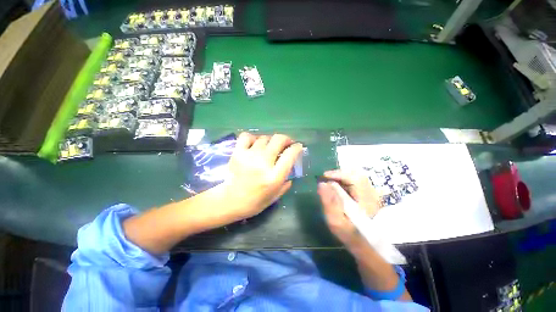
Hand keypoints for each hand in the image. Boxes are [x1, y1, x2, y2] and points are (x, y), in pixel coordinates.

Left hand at [221, 132, 302, 220]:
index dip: (297, 147)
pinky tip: (255, 143)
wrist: (229, 201)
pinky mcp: (238, 153)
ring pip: (264, 137)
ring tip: (270, 146)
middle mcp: (263, 163)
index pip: (290, 155)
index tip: (298, 146)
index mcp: (274, 176)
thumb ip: (286, 184)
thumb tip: (291, 172)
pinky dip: (253, 137)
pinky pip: (246, 137)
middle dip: (286, 139)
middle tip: (286, 143)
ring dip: (271, 140)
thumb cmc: (253, 202)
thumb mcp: (274, 197)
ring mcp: (249, 156)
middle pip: (278, 140)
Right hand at [317, 170, 381, 245]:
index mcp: (366, 200)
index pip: (354, 179)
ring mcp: (371, 194)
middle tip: (326, 178)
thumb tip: (322, 184)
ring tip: (330, 181)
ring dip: (342, 177)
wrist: (364, 244)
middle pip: (356, 175)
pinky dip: (345, 181)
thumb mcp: (336, 221)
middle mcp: (371, 194)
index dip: (338, 174)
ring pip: (357, 177)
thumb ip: (329, 202)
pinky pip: (356, 182)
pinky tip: (338, 186)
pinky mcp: (368, 195)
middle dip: (339, 174)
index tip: (324, 176)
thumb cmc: (349, 233)